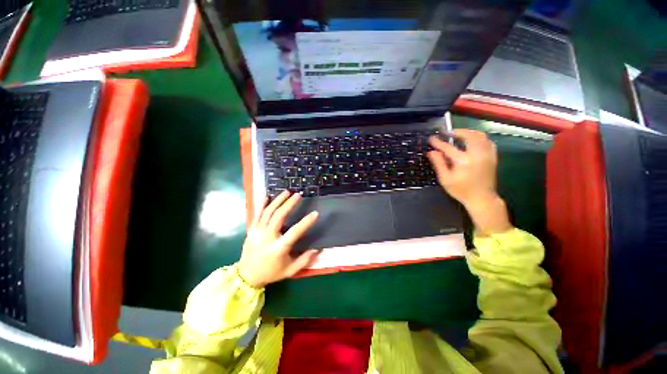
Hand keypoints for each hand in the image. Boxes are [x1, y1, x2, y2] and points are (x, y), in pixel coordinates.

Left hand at [237, 191, 319, 287]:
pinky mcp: (251, 230)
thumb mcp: (290, 271)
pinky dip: (262, 204)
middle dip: (289, 204)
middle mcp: (267, 237)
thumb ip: (304, 260)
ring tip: (287, 192)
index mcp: (278, 248)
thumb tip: (317, 249)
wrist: (246, 276)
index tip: (315, 213)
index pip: (294, 232)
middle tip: (298, 195)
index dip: (305, 222)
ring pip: (268, 212)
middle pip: (278, 216)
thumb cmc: (271, 273)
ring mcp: (257, 232)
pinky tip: (268, 196)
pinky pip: (257, 214)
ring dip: (278, 200)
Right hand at [427, 129, 511, 234]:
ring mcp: (487, 154)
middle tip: (447, 133)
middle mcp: (477, 154)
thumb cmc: (461, 190)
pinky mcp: (492, 157)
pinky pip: (487, 141)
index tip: (432, 138)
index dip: (438, 142)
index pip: (448, 147)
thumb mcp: (445, 179)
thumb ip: (438, 163)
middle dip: (457, 132)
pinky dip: (478, 138)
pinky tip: (471, 141)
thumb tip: (431, 152)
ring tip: (458, 135)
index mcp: (463, 161)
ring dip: (468, 132)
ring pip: (480, 136)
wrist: (482, 198)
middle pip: (468, 135)